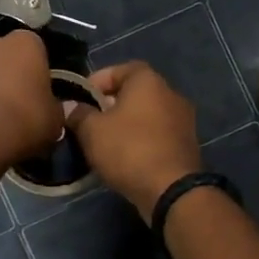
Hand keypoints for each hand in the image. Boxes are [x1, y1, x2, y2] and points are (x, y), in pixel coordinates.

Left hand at [0, 31, 65, 170]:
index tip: (41, 91)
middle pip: (6, 55)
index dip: (39, 71)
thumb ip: (56, 107)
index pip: (38, 50)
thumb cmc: (24, 120)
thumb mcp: (55, 119)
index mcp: (25, 43)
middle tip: (18, 100)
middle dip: (10, 72)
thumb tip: (53, 108)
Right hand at [66, 61, 202, 221]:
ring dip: (126, 124)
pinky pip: (157, 134)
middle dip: (111, 104)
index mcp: (148, 81)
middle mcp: (170, 93)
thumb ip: (79, 114)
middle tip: (90, 121)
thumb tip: (71, 107)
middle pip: (135, 92)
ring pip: (147, 115)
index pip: (121, 68)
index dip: (98, 80)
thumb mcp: (92, 131)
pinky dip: (141, 139)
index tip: (81, 97)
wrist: (171, 190)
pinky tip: (125, 156)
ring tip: (104, 141)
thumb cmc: (128, 149)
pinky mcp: (187, 145)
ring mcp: (183, 120)